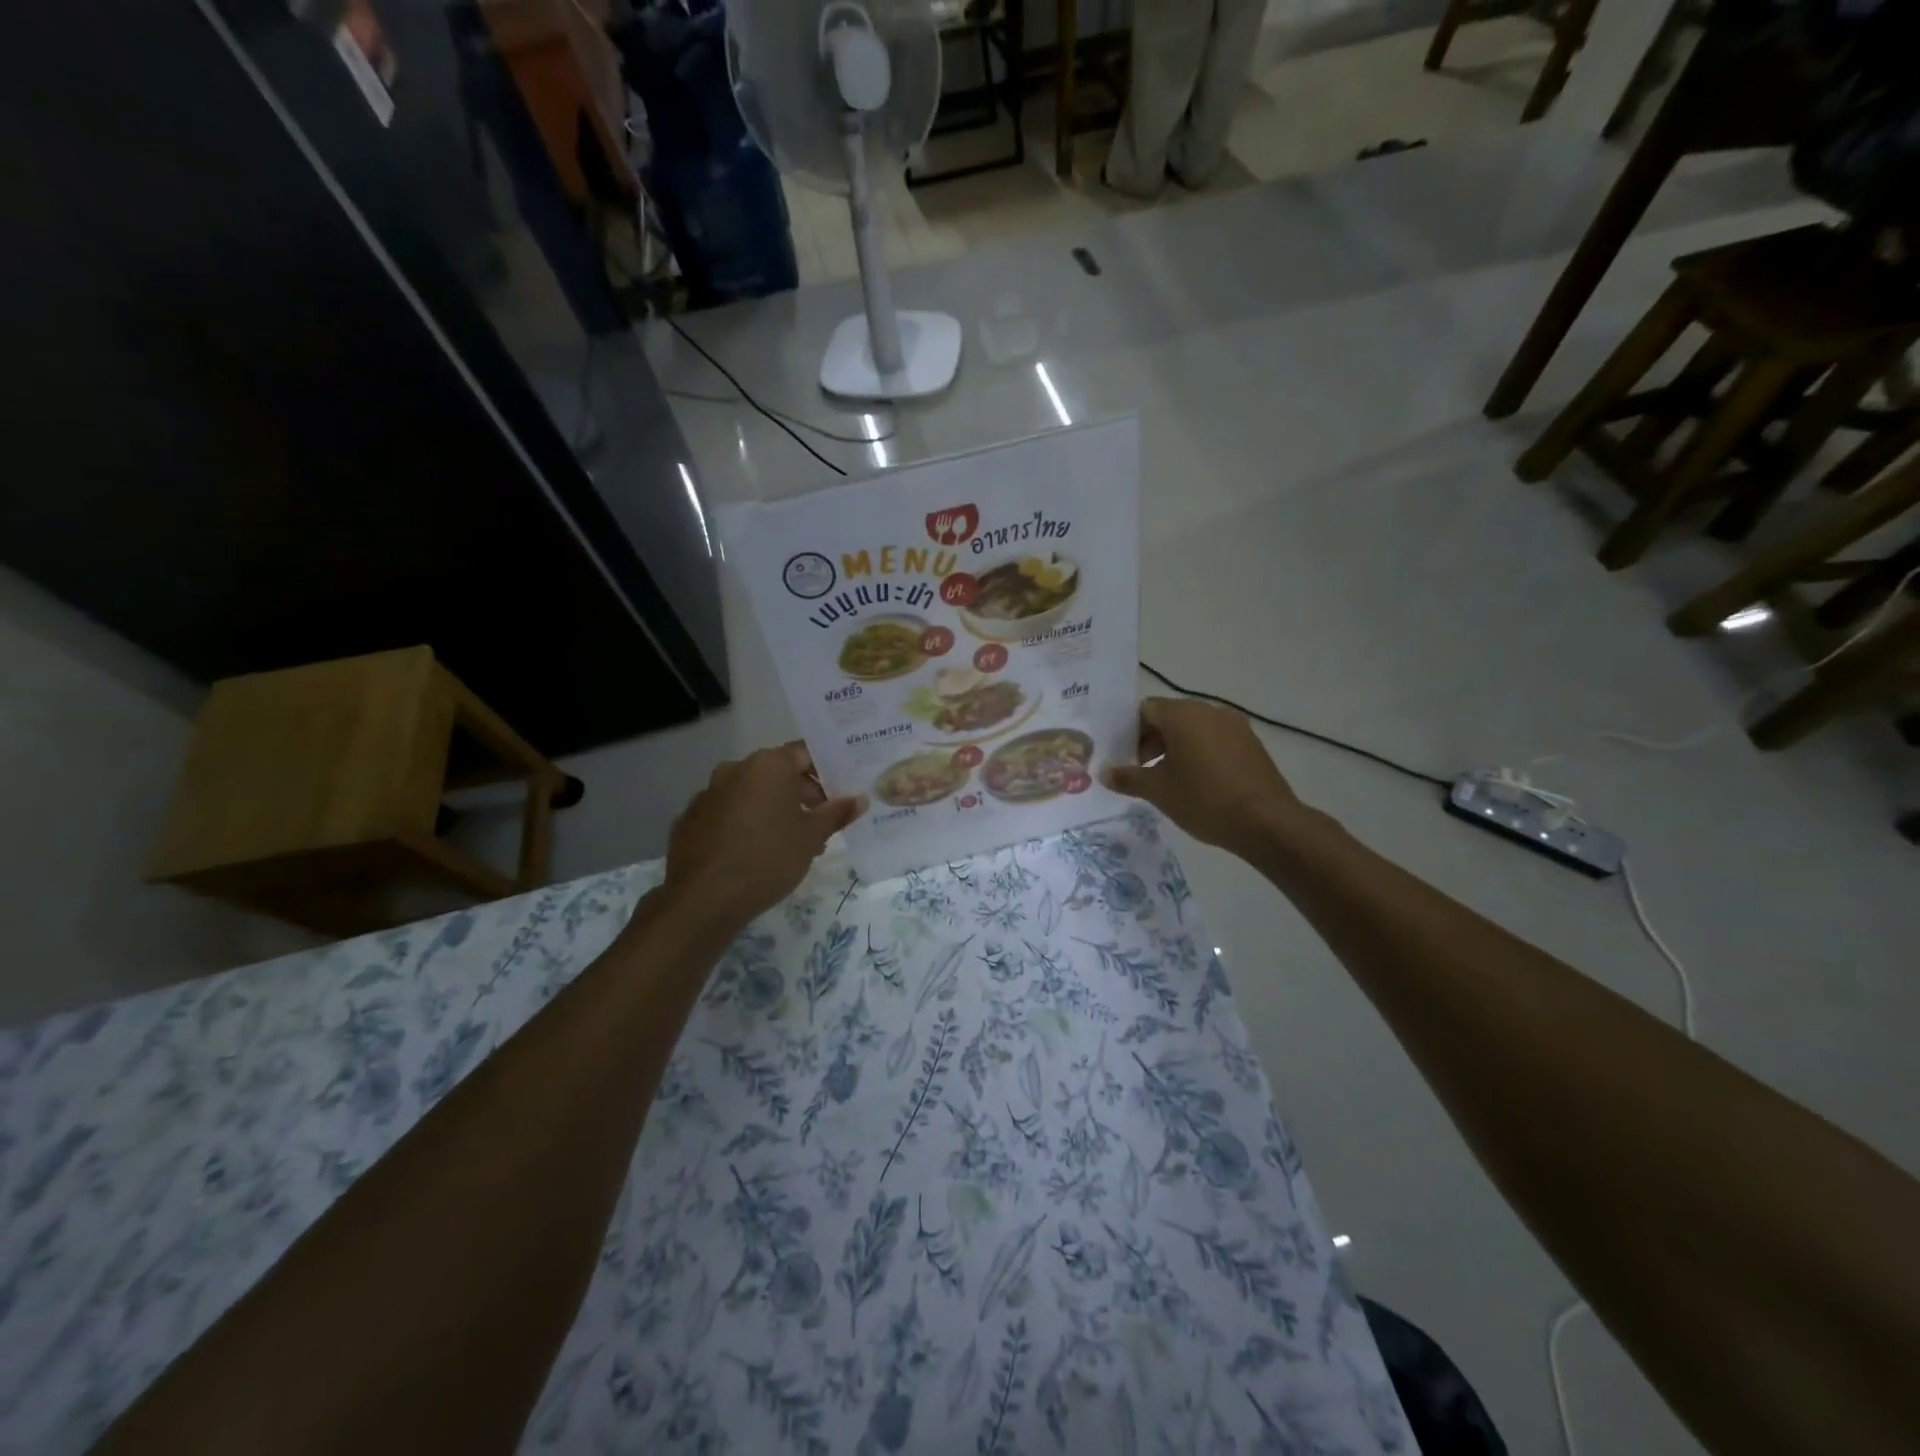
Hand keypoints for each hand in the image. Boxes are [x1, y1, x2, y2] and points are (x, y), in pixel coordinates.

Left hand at [663, 743, 865, 931]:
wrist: (703, 899)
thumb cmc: (768, 859)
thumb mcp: (811, 837)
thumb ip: (836, 813)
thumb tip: (860, 799)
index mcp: (767, 765)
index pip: (805, 754)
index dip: (827, 771)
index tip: (840, 793)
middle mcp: (735, 769)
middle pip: (777, 773)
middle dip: (802, 794)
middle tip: (821, 823)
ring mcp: (708, 793)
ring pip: (751, 794)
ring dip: (773, 810)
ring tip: (791, 843)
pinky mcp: (690, 820)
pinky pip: (727, 813)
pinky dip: (744, 823)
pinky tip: (754, 852)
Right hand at [1103, 697, 1302, 854]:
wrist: (1266, 822)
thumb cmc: (1204, 800)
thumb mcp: (1158, 791)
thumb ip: (1128, 778)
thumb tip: (1104, 773)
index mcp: (1182, 715)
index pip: (1145, 709)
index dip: (1129, 731)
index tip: (1123, 757)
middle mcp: (1208, 710)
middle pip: (1169, 716)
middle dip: (1151, 739)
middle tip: (1140, 769)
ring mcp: (1234, 725)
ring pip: (1193, 727)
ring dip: (1175, 746)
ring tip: (1168, 778)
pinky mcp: (1250, 742)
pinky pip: (1215, 739)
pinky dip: (1199, 752)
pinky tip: (1197, 781)